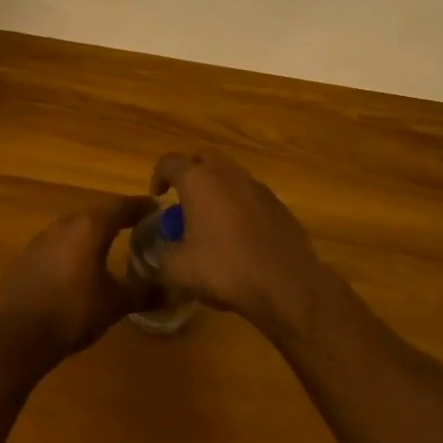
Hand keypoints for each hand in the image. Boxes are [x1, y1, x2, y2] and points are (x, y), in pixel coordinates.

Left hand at [0, 194, 156, 359]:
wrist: (19, 334)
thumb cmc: (74, 311)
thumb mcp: (115, 303)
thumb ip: (144, 292)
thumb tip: (172, 291)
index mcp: (90, 227)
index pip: (121, 206)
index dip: (141, 206)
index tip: (156, 207)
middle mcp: (65, 224)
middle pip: (97, 214)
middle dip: (117, 218)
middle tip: (137, 226)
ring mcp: (41, 239)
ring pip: (74, 229)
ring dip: (92, 234)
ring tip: (108, 245)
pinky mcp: (26, 257)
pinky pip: (56, 245)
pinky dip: (72, 250)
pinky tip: (77, 268)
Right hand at [149, 152, 323, 332]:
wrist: (286, 283)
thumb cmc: (225, 268)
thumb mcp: (179, 270)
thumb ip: (162, 256)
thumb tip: (162, 252)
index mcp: (199, 181)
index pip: (170, 162)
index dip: (158, 176)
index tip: (157, 197)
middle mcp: (228, 174)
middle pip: (203, 160)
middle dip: (189, 174)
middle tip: (183, 201)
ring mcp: (256, 186)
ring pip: (229, 175)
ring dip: (215, 189)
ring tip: (210, 219)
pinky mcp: (277, 203)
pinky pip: (249, 194)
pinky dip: (238, 204)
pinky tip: (238, 234)